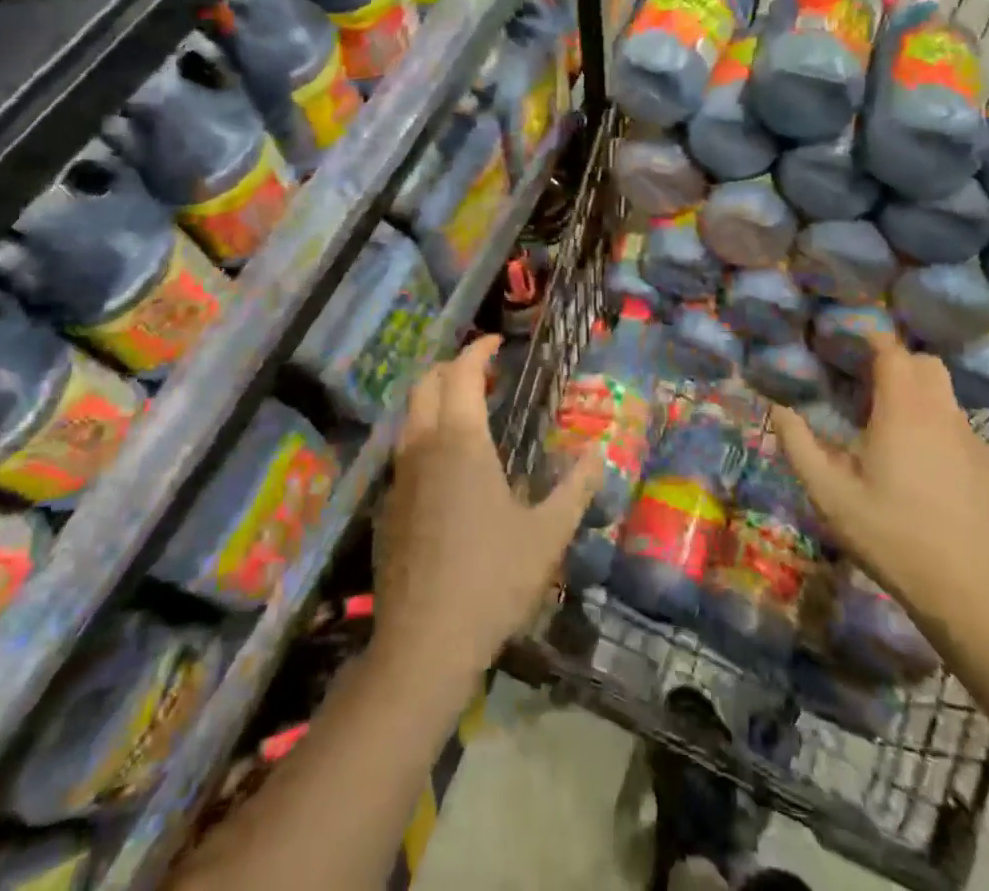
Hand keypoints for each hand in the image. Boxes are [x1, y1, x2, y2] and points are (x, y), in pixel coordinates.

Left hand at [373, 335, 604, 678]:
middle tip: (483, 374)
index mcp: (461, 441)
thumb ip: (577, 487)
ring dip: (435, 399)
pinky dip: (425, 432)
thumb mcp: (547, 533)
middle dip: (452, 367)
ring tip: (469, 413)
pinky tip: (449, 466)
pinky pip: (404, 448)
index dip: (477, 350)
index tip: (497, 344)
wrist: (423, 644)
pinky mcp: (387, 504)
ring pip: (410, 415)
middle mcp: (423, 446)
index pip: (461, 372)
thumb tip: (601, 450)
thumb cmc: (492, 579)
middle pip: (426, 383)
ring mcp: (399, 475)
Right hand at [774, 332, 988, 625]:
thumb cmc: (889, 535)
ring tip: (893, 427)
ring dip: (920, 396)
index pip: (892, 351)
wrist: (966, 592)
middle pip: (927, 364)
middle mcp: (942, 415)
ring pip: (946, 397)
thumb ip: (798, 444)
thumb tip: (777, 407)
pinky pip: (961, 430)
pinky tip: (925, 467)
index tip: (849, 345)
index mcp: (903, 411)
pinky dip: (940, 430)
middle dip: (899, 363)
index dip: (871, 340)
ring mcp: (973, 441)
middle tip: (869, 385)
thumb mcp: (828, 493)